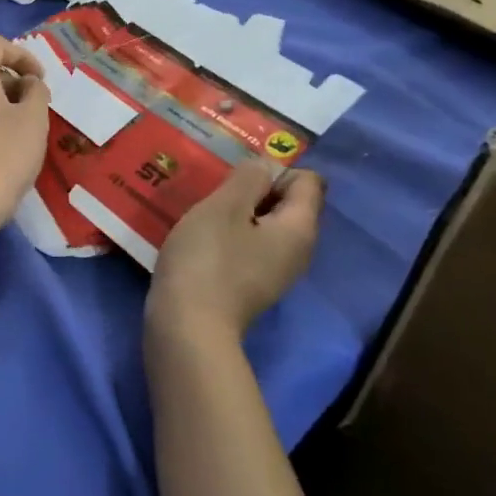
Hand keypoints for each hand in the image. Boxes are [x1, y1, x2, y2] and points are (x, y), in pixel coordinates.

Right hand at [146, 161, 323, 345]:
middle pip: (287, 204)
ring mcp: (274, 273)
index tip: (236, 177)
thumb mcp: (225, 206)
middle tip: (215, 190)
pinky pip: (248, 248)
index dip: (275, 170)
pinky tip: (199, 239)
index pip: (308, 181)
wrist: (188, 327)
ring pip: (264, 226)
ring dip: (236, 214)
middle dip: (253, 190)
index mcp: (299, 228)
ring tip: (202, 211)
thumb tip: (265, 167)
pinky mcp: (250, 287)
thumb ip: (249, 178)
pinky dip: (228, 237)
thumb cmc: (208, 259)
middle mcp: (297, 252)